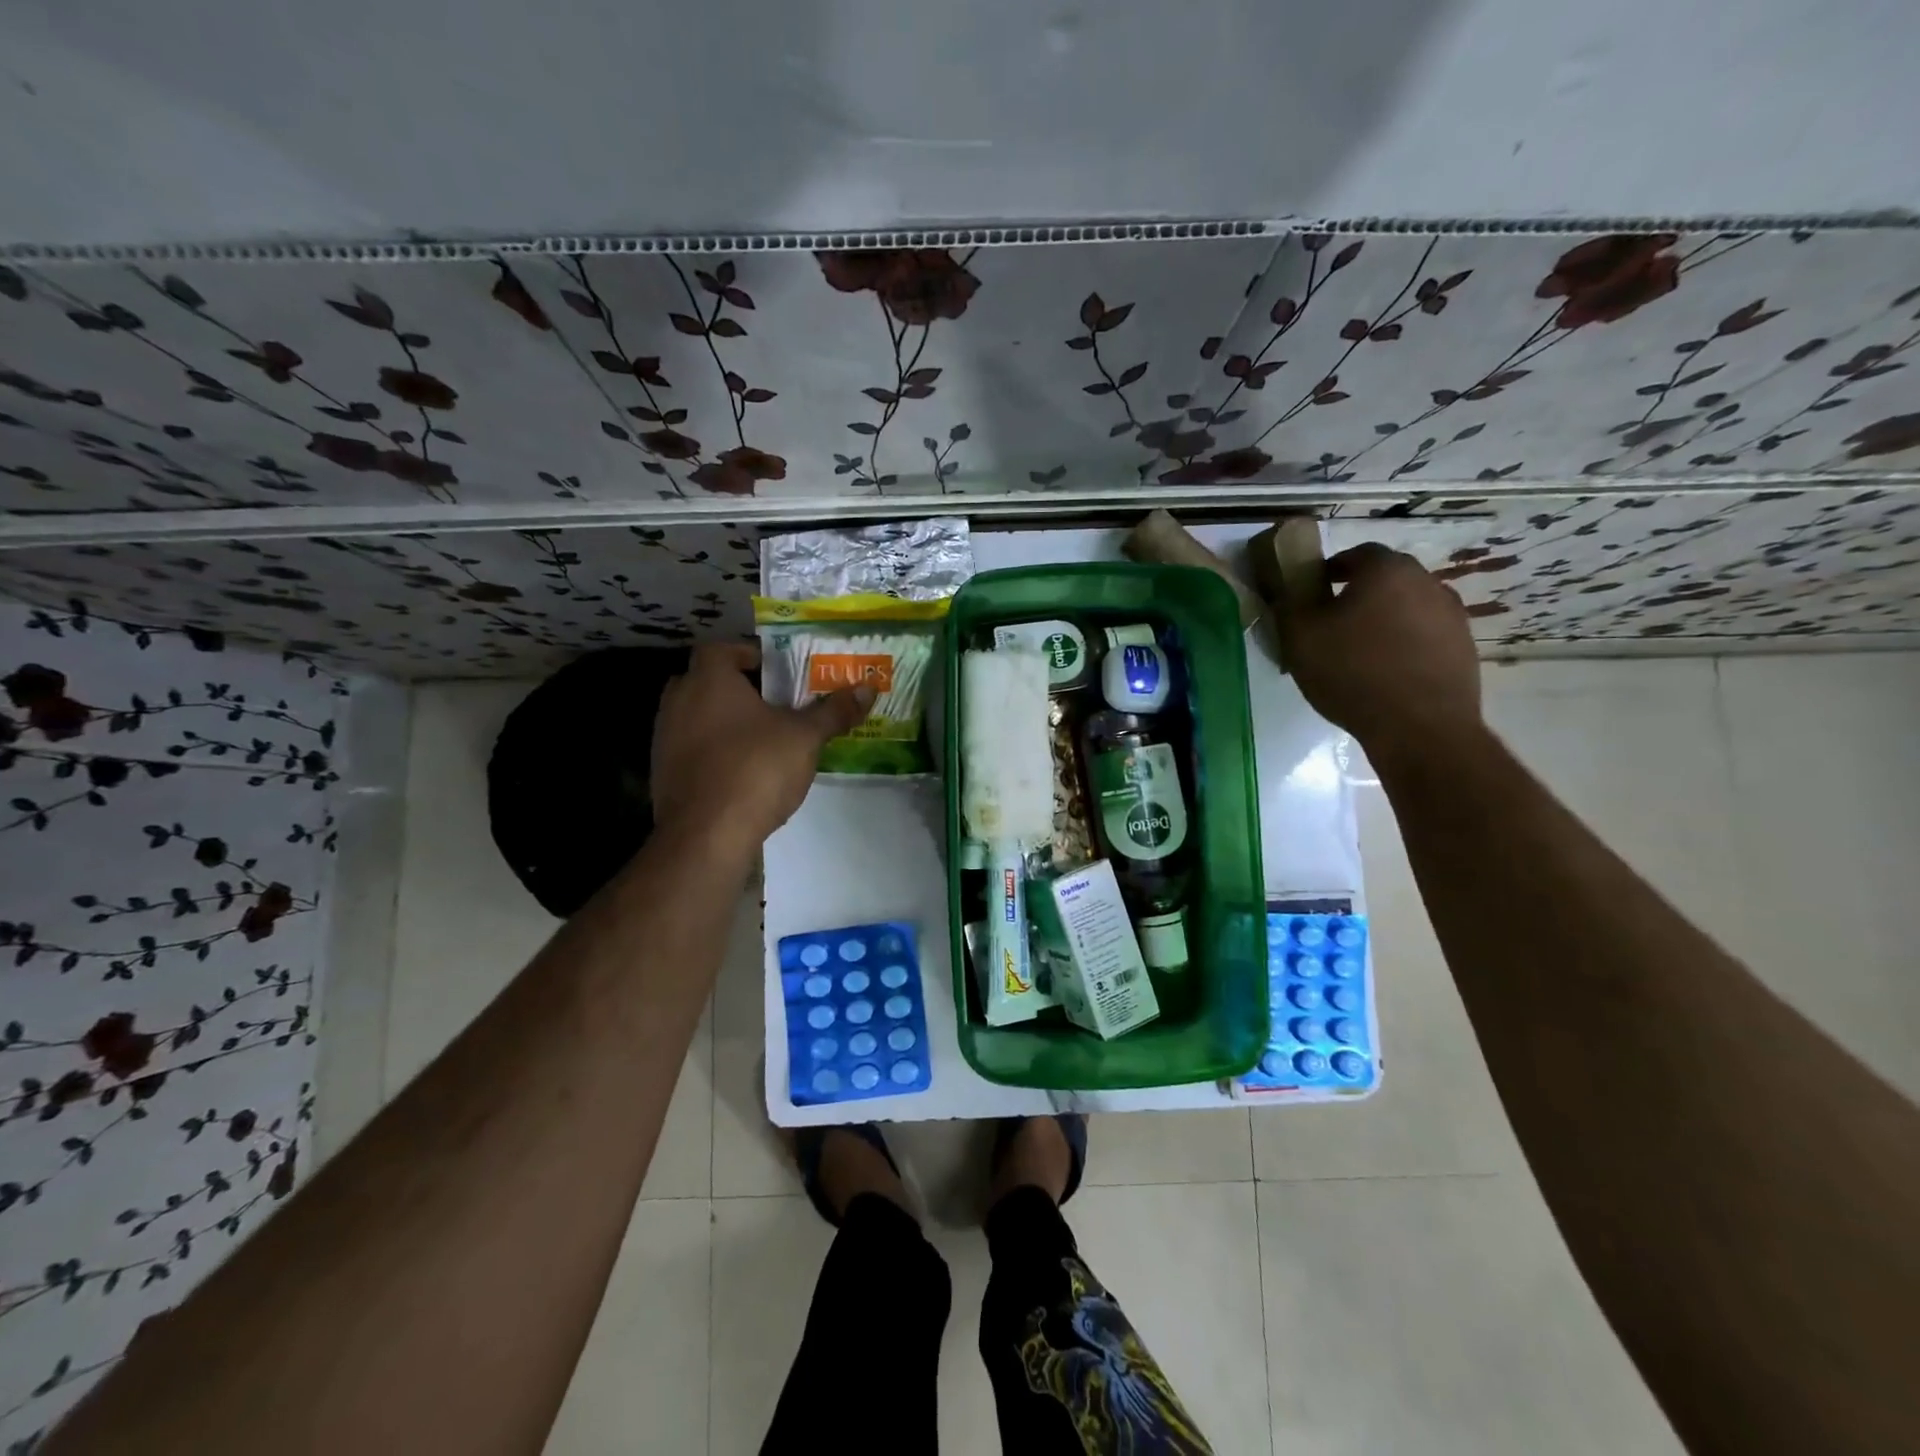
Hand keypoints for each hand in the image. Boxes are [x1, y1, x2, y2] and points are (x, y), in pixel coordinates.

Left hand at [650, 643, 873, 849]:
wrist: (705, 835)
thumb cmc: (756, 769)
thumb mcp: (805, 738)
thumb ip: (834, 711)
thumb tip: (867, 689)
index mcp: (709, 680)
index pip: (721, 649)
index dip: (749, 655)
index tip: (777, 671)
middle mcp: (678, 701)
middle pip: (706, 681)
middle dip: (737, 689)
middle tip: (772, 703)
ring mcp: (664, 738)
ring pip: (696, 717)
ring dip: (724, 722)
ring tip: (762, 738)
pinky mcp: (663, 773)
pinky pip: (691, 749)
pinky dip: (713, 752)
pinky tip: (742, 771)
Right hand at [1280, 544, 1482, 764]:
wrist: (1419, 726)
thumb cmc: (1352, 672)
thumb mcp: (1300, 638)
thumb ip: (1289, 605)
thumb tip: (1289, 591)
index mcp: (1386, 570)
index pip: (1355, 554)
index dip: (1330, 570)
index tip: (1312, 592)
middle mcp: (1426, 582)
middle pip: (1385, 579)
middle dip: (1358, 594)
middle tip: (1332, 623)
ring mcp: (1452, 615)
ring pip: (1407, 607)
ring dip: (1384, 620)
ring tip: (1359, 652)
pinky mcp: (1464, 648)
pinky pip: (1425, 636)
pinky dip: (1404, 644)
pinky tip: (1385, 672)